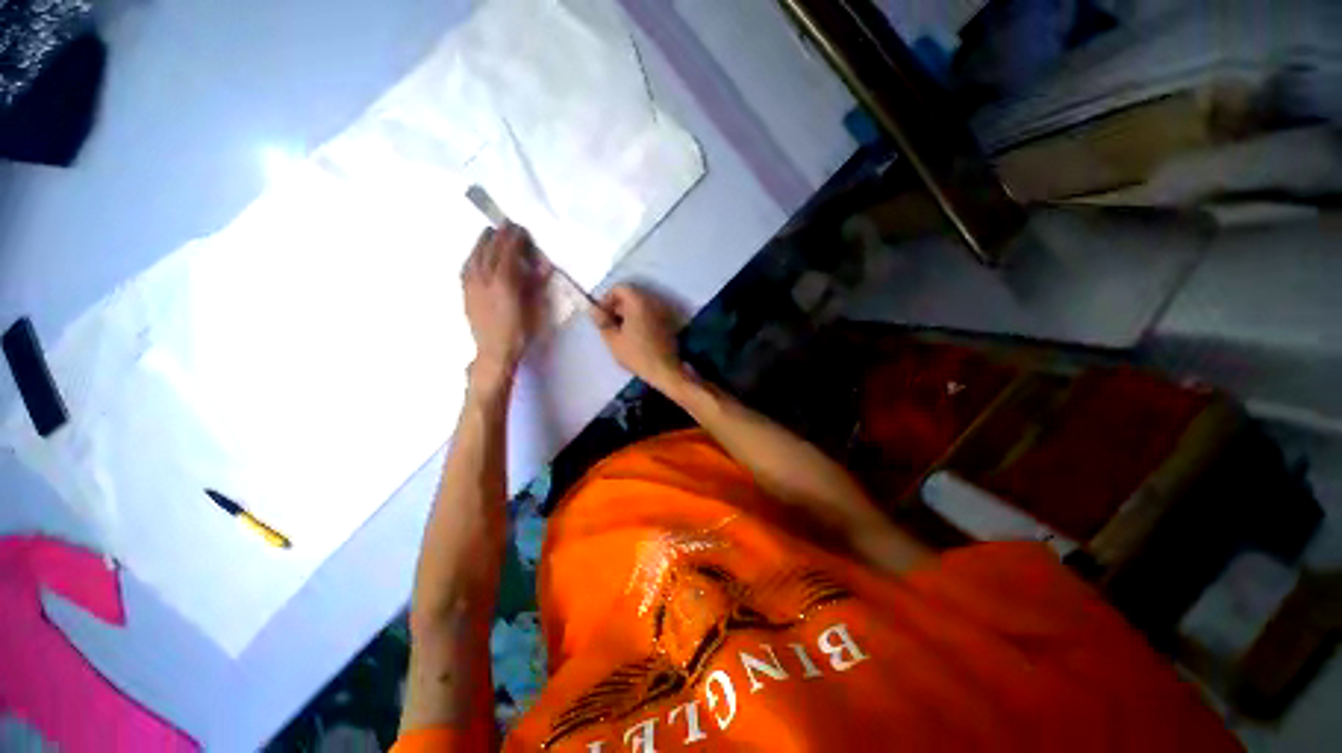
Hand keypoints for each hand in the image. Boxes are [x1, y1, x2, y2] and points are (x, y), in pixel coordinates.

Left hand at [461, 222, 548, 380]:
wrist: (494, 352)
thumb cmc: (520, 333)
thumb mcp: (534, 310)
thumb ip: (536, 285)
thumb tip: (544, 265)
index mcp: (504, 283)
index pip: (508, 253)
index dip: (514, 239)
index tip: (520, 228)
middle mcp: (484, 280)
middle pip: (490, 251)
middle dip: (498, 235)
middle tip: (505, 224)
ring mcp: (471, 286)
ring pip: (474, 257)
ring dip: (482, 242)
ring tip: (488, 233)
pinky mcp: (465, 294)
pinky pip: (466, 268)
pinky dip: (472, 256)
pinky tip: (475, 255)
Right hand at [592, 284, 684, 390]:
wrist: (666, 370)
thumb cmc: (638, 355)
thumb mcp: (614, 340)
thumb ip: (603, 322)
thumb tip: (594, 310)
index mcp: (638, 302)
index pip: (619, 288)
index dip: (607, 299)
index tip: (601, 315)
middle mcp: (652, 301)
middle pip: (631, 295)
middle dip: (617, 306)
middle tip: (609, 324)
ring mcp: (662, 311)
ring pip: (640, 305)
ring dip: (628, 313)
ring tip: (620, 331)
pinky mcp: (668, 321)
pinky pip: (650, 313)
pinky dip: (640, 318)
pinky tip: (634, 335)